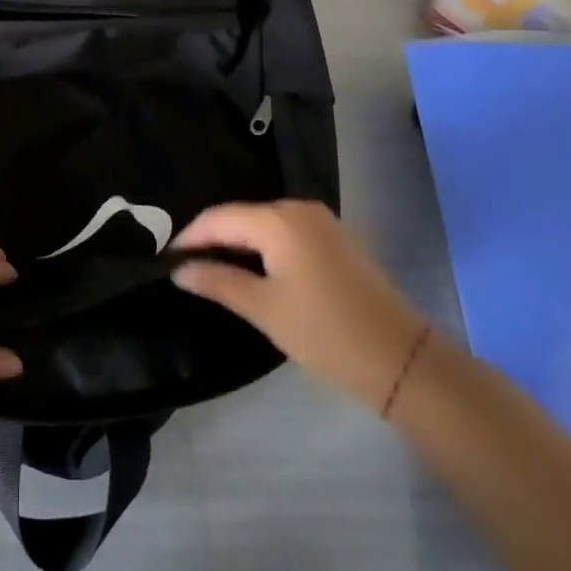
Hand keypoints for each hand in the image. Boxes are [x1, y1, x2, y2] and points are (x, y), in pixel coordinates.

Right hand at [172, 200, 428, 411]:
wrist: (403, 361)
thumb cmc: (326, 333)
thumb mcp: (265, 309)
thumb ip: (218, 282)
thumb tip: (179, 269)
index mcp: (278, 220)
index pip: (219, 217)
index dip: (190, 236)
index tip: (166, 259)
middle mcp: (299, 209)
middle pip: (242, 216)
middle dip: (213, 239)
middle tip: (187, 267)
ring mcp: (322, 222)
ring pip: (264, 225)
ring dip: (239, 244)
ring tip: (215, 270)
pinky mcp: (337, 239)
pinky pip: (287, 233)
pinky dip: (265, 247)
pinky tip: (254, 270)